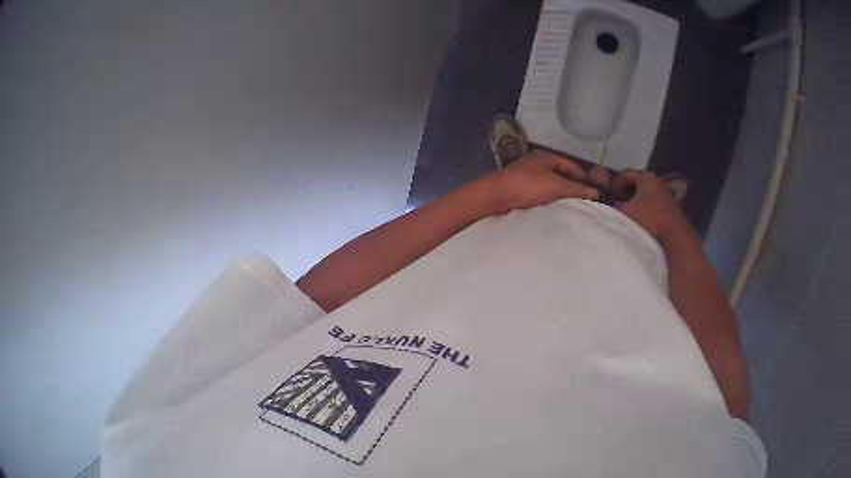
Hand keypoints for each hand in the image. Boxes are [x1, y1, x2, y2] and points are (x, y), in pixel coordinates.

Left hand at [481, 151, 598, 214]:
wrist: (495, 196)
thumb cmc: (527, 186)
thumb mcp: (556, 186)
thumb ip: (576, 189)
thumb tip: (595, 193)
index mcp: (546, 157)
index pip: (572, 166)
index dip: (583, 179)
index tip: (593, 194)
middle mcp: (537, 163)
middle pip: (561, 175)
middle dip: (573, 188)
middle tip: (584, 204)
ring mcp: (528, 175)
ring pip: (551, 185)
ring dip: (561, 196)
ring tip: (572, 209)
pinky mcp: (520, 188)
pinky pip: (540, 193)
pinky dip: (549, 200)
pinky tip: (554, 210)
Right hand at [589, 166, 691, 242]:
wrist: (674, 233)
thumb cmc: (649, 218)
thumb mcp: (625, 211)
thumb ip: (615, 205)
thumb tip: (609, 204)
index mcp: (646, 177)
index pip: (626, 173)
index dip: (615, 183)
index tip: (610, 195)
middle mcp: (657, 180)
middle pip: (637, 181)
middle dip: (626, 190)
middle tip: (618, 202)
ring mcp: (665, 192)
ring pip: (646, 191)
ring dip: (637, 199)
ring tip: (630, 211)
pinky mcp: (670, 204)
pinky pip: (654, 200)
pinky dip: (646, 205)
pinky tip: (643, 217)